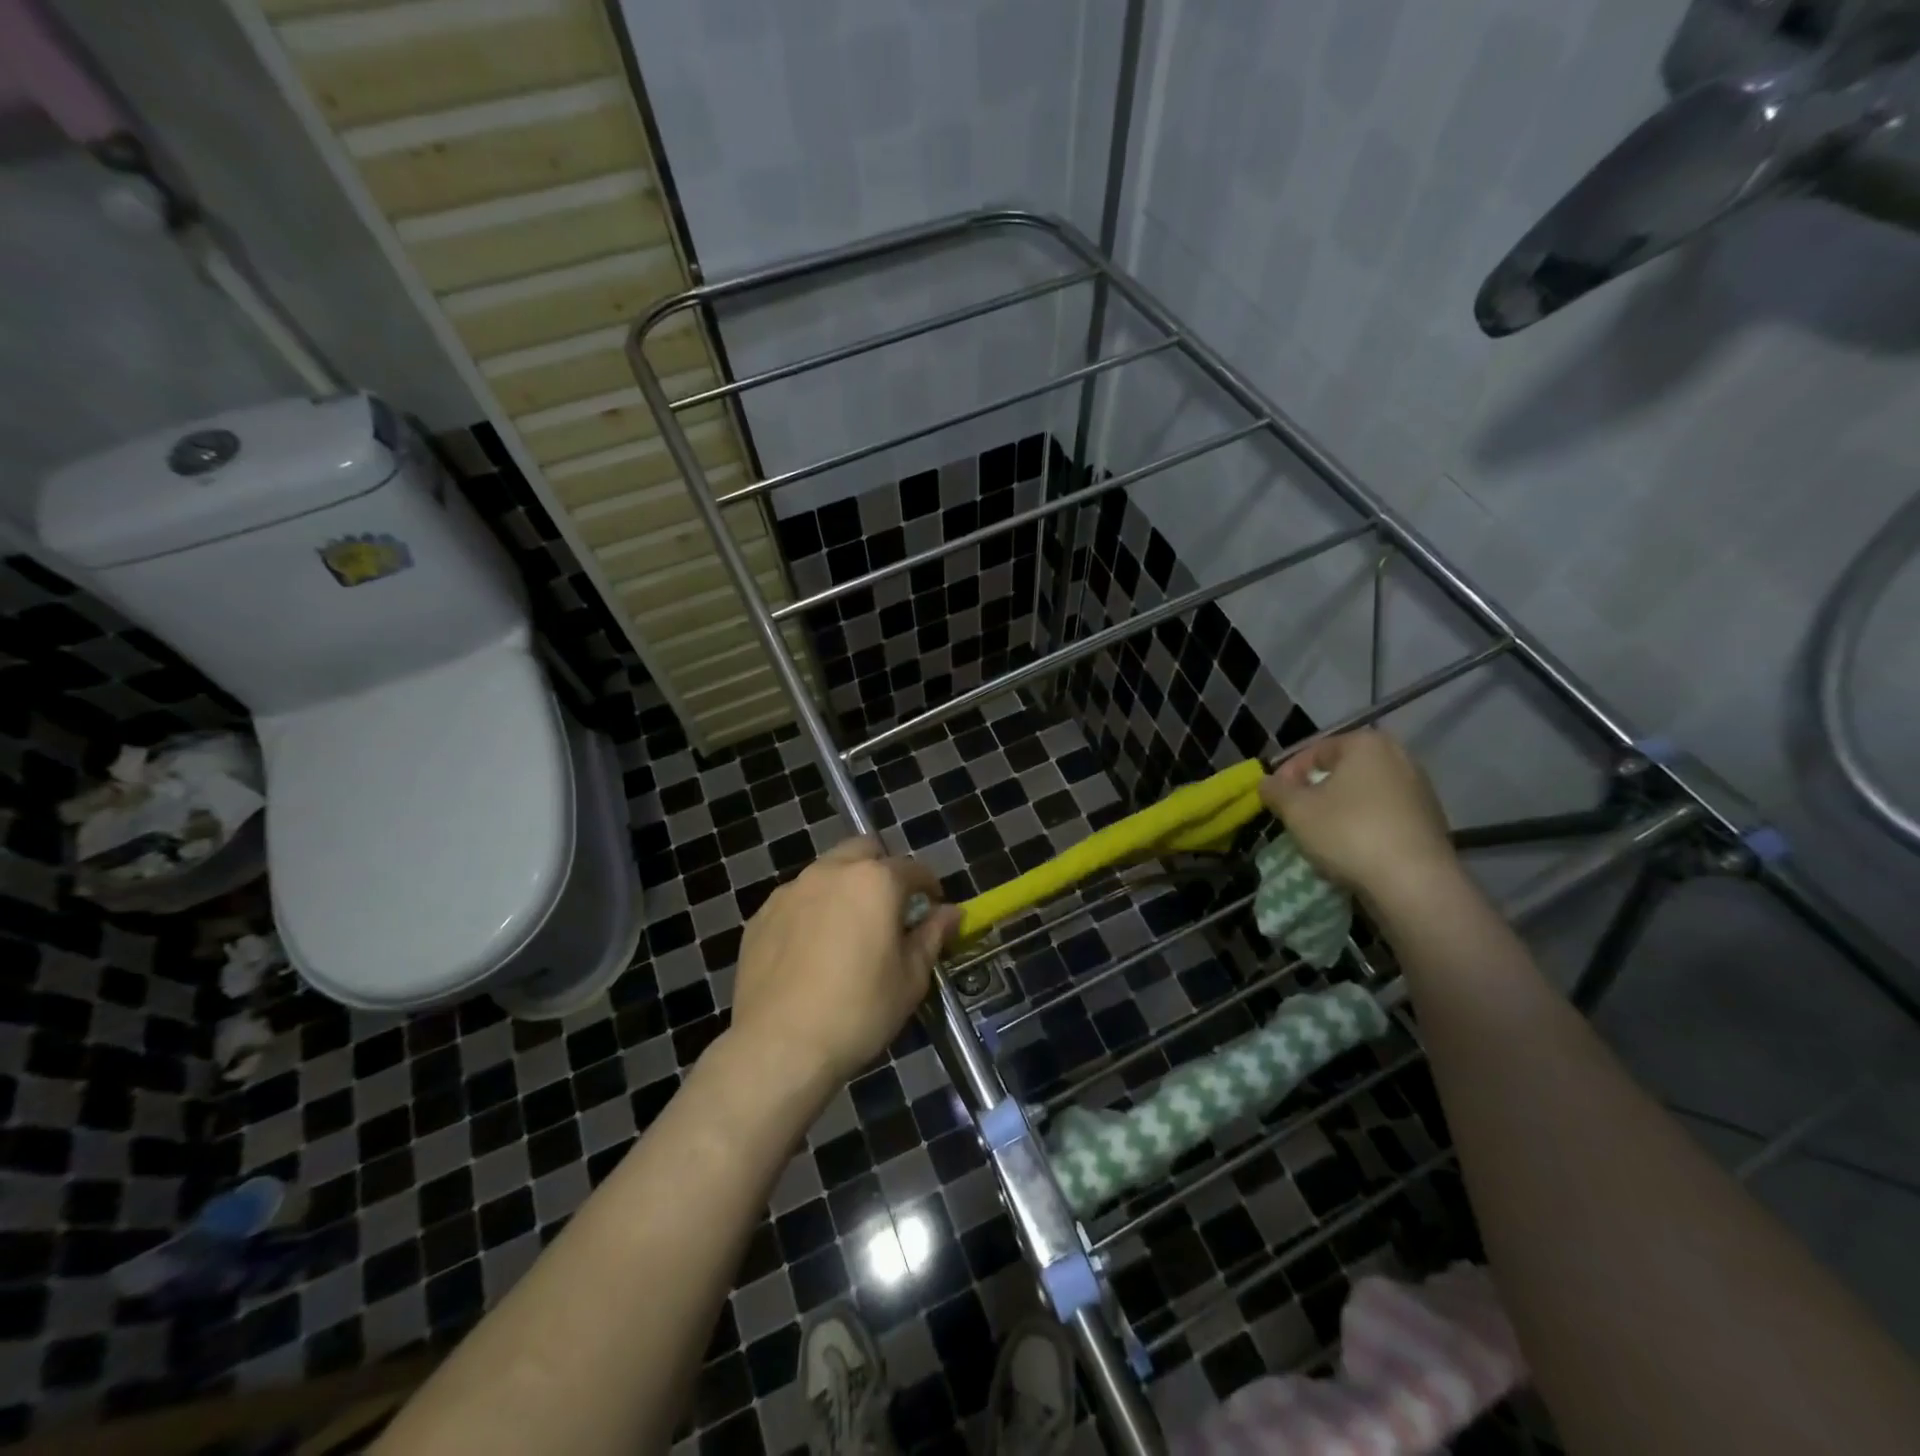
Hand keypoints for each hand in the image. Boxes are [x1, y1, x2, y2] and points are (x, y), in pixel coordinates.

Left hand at [731, 837, 960, 1087]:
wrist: (778, 1045)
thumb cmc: (859, 1011)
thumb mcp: (910, 978)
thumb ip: (932, 936)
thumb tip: (951, 912)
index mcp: (875, 881)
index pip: (913, 868)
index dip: (928, 886)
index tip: (933, 908)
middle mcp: (831, 872)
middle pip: (865, 850)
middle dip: (883, 869)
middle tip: (890, 908)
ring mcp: (792, 890)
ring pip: (827, 871)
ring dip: (845, 886)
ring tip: (849, 929)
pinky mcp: (762, 915)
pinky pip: (797, 899)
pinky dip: (813, 910)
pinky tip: (813, 949)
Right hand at [1258, 729, 1458, 902]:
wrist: (1413, 883)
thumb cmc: (1348, 832)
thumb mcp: (1296, 809)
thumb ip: (1275, 790)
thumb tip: (1267, 783)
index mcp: (1367, 744)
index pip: (1314, 751)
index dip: (1287, 775)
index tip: (1274, 800)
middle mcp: (1399, 757)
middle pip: (1341, 772)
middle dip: (1314, 793)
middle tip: (1295, 817)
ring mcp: (1419, 790)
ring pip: (1363, 796)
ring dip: (1338, 811)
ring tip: (1319, 837)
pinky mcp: (1430, 822)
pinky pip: (1384, 817)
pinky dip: (1363, 827)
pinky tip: (1350, 851)